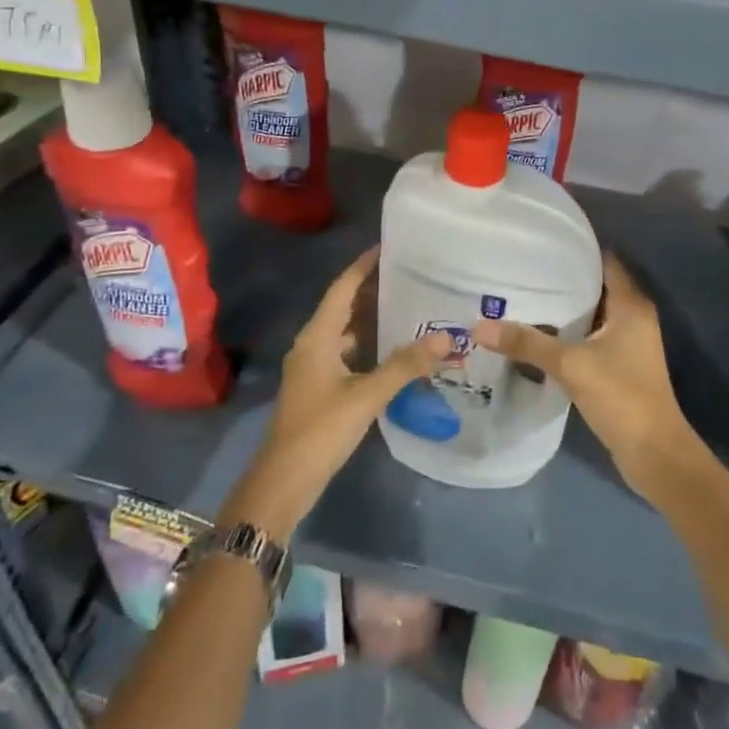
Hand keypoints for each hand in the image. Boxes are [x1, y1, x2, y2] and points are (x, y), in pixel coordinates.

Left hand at [220, 247, 445, 542]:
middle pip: (344, 306)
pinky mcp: (319, 387)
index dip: (363, 266)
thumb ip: (404, 365)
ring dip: (371, 318)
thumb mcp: (367, 396)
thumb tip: (444, 338)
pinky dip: (368, 344)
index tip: (389, 246)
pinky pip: (346, 352)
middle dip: (373, 289)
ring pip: (345, 331)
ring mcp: (313, 367)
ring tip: (408, 305)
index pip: (342, 288)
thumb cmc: (321, 430)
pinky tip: (393, 349)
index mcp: (317, 336)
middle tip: (410, 274)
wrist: (283, 482)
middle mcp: (312, 344)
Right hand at [474, 254, 701, 500]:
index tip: (541, 245)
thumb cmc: (620, 396)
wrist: (654, 453)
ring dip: (564, 309)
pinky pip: (590, 337)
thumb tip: (479, 326)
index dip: (576, 251)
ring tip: (522, 297)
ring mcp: (628, 342)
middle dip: (562, 280)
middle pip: (595, 286)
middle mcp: (633, 317)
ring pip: (592, 314)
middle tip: (522, 271)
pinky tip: (538, 334)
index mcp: (630, 305)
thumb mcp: (570, 365)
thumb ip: (527, 343)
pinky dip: (568, 333)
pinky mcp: (619, 365)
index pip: (604, 261)